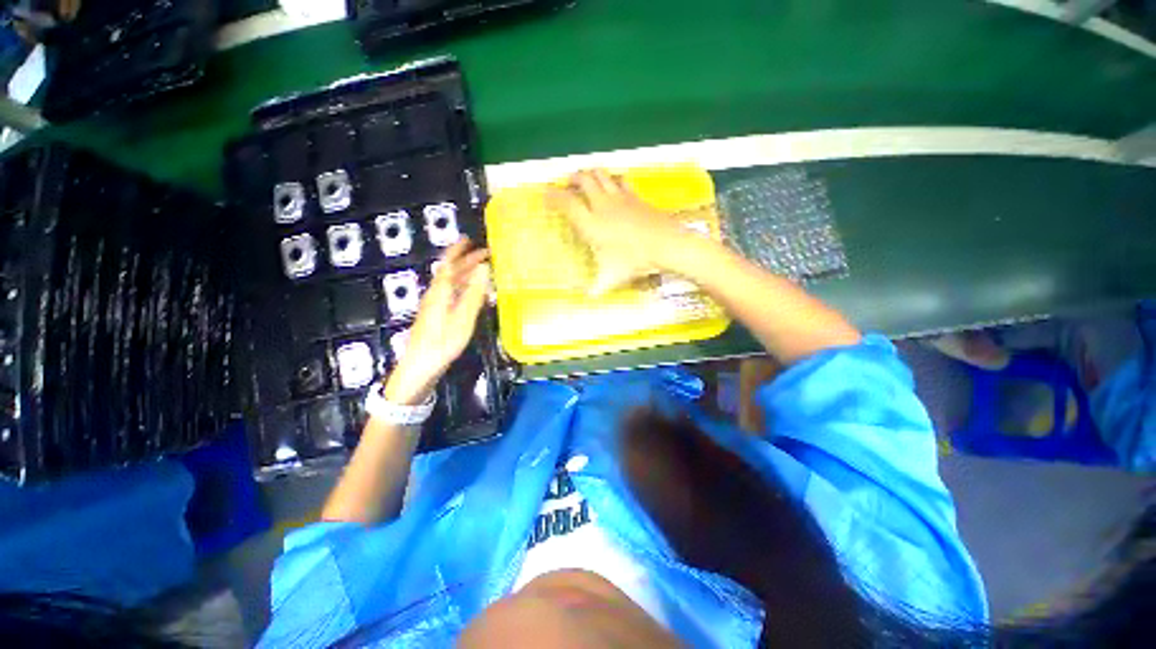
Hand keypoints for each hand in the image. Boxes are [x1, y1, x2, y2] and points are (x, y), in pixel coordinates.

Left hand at [384, 239, 490, 404]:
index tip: (468, 239)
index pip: (448, 265)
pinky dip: (463, 287)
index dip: (457, 251)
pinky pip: (451, 294)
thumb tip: (483, 269)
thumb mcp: (462, 319)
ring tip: (481, 269)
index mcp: (439, 293)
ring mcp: (434, 307)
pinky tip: (471, 293)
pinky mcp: (436, 317)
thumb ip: (473, 294)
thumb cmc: (442, 344)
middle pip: (449, 273)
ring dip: (465, 273)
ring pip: (450, 283)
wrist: (419, 368)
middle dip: (466, 261)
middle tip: (484, 254)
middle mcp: (435, 296)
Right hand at [547, 169, 701, 295]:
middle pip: (583, 179)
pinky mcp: (635, 196)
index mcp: (591, 224)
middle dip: (572, 178)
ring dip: (590, 174)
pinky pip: (620, 180)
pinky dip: (612, 179)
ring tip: (587, 180)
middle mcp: (602, 205)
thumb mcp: (611, 279)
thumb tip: (585, 300)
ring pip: (601, 174)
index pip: (566, 203)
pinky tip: (614, 186)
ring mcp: (620, 197)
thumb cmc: (633, 262)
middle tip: (567, 184)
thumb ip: (595, 289)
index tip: (545, 193)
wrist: (665, 245)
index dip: (553, 196)